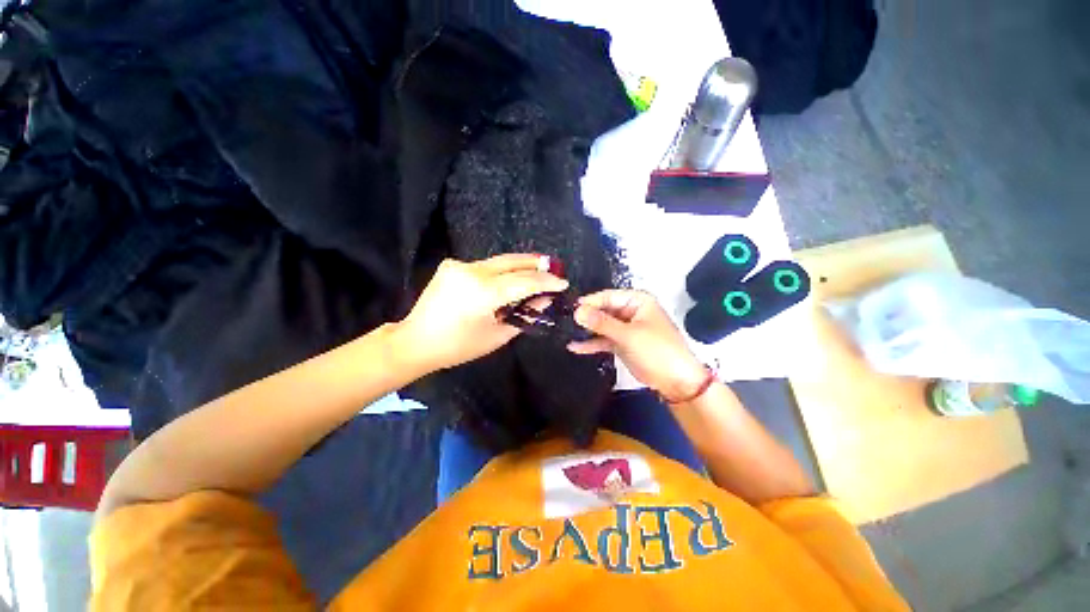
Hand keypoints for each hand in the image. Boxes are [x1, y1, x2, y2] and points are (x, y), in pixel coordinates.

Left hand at [396, 254, 567, 372]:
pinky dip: (502, 270)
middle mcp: (472, 271)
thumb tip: (545, 300)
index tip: (563, 283)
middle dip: (536, 264)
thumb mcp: (497, 335)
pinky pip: (485, 266)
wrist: (415, 341)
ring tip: (540, 268)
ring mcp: (459, 265)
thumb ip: (524, 314)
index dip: (546, 282)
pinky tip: (511, 276)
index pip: (524, 281)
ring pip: (499, 262)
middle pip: (512, 262)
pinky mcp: (452, 265)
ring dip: (520, 265)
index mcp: (483, 292)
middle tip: (555, 266)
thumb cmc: (458, 346)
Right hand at [568, 290, 707, 400]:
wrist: (676, 381)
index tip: (569, 309)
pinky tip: (575, 347)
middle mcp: (630, 311)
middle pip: (603, 310)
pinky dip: (592, 343)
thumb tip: (577, 311)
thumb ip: (601, 322)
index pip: (608, 296)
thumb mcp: (628, 335)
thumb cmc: (657, 350)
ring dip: (587, 330)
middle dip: (586, 317)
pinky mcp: (622, 343)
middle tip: (563, 321)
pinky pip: (604, 339)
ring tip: (564, 332)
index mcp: (637, 301)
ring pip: (602, 325)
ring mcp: (626, 328)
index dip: (589, 302)